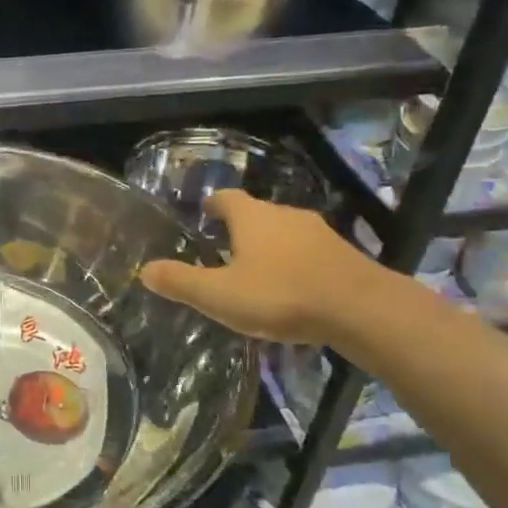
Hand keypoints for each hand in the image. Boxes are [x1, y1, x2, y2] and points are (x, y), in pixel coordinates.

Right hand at [139, 192, 383, 344]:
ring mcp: (318, 233)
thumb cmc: (281, 295)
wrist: (363, 309)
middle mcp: (285, 215)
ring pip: (284, 233)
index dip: (211, 206)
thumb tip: (145, 270)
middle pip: (256, 214)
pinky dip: (295, 265)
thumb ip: (181, 282)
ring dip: (269, 248)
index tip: (203, 216)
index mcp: (252, 217)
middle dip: (238, 230)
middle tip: (221, 252)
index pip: (225, 198)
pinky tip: (291, 290)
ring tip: (255, 274)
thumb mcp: (220, 295)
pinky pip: (308, 253)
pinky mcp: (343, 255)